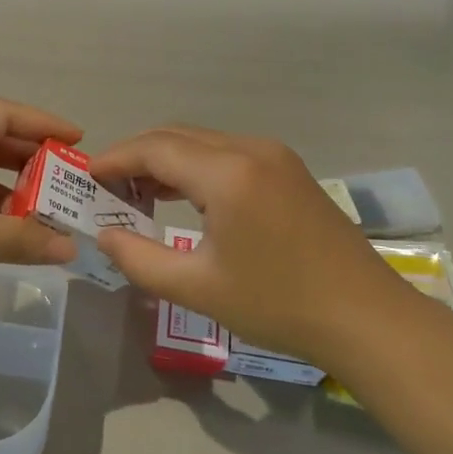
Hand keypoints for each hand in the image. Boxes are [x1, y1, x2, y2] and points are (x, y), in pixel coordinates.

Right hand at [90, 125, 405, 364]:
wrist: (366, 317)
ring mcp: (274, 155)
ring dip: (166, 160)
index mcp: (227, 173)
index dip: (115, 159)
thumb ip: (140, 259)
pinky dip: (195, 167)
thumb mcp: (198, 288)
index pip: (154, 148)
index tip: (85, 177)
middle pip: (176, 136)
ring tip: (137, 196)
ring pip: (202, 142)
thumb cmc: (278, 304)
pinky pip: (227, 153)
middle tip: (107, 190)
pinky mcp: (288, 169)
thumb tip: (104, 235)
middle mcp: (249, 148)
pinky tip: (183, 197)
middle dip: (136, 157)